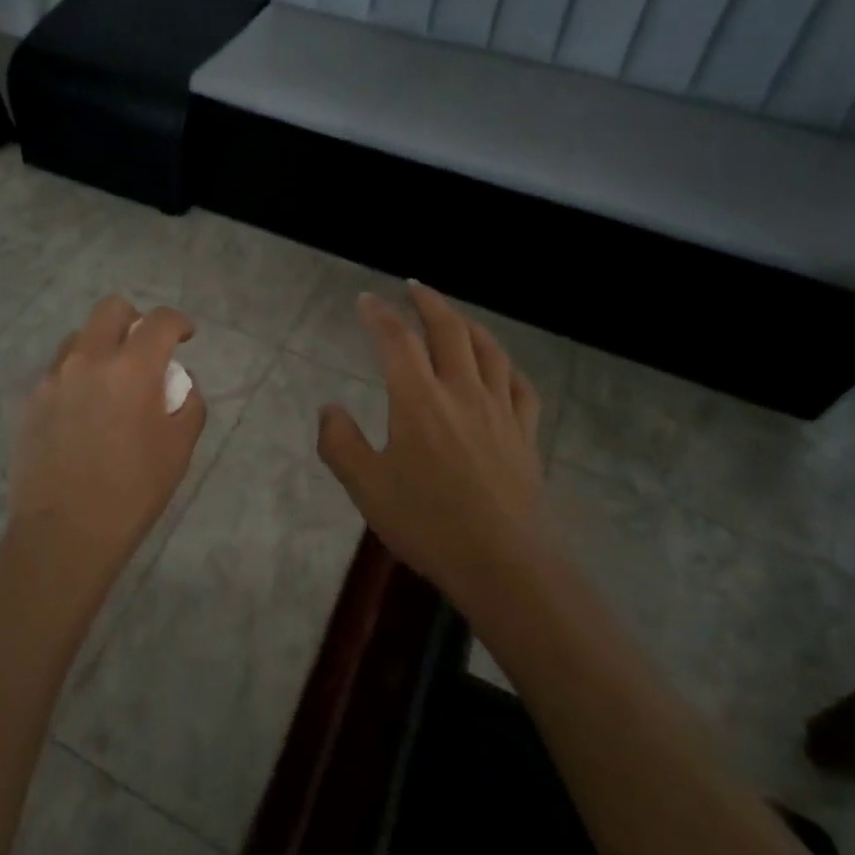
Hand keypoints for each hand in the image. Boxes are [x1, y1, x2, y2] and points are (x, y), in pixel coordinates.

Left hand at [8, 295, 207, 597]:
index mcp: (131, 368)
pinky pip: (58, 370)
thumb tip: (178, 382)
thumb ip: (187, 403)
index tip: (184, 335)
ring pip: (80, 337)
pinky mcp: (31, 399)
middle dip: (135, 319)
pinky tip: (83, 410)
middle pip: (111, 309)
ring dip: (101, 346)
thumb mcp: (178, 449)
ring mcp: (53, 377)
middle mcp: (88, 359)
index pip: (159, 321)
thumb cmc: (132, 492)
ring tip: (110, 382)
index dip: (178, 322)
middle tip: (144, 349)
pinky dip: (77, 375)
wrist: (63, 533)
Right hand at [317, 282, 545, 604]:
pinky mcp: (525, 434)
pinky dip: (506, 365)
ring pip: (488, 350)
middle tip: (413, 287)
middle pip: (448, 330)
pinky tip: (499, 367)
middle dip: (428, 302)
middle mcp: (461, 392)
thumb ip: (340, 443)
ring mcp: (499, 411)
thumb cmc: (429, 524)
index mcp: (418, 399)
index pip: (396, 339)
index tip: (366, 300)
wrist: (505, 566)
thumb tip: (329, 408)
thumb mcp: (366, 488)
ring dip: (467, 323)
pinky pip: (520, 386)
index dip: (379, 314)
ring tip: (454, 315)